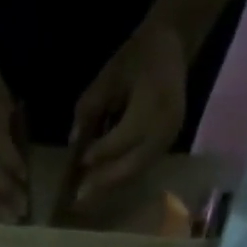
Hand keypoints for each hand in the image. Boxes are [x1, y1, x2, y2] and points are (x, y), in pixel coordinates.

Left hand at [69, 24, 188, 206]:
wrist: (172, 46)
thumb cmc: (137, 56)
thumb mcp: (109, 74)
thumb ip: (90, 106)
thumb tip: (74, 140)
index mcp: (154, 104)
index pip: (124, 138)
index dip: (101, 152)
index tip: (80, 162)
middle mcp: (164, 129)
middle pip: (131, 166)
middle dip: (103, 182)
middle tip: (79, 199)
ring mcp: (168, 142)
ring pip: (136, 173)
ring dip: (110, 187)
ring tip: (87, 199)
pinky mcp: (165, 148)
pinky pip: (141, 169)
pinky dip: (120, 179)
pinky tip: (102, 185)